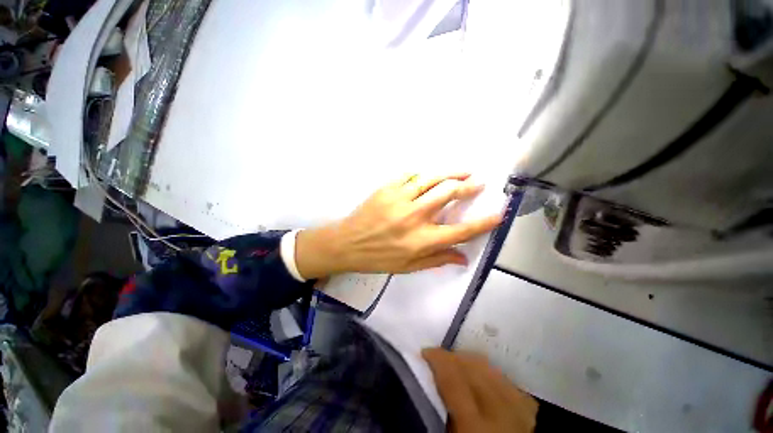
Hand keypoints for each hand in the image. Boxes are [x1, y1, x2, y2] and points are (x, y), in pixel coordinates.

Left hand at [294, 173, 502, 278]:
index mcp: (421, 241)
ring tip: (464, 171)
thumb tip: (463, 258)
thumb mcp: (408, 267)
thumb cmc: (377, 258)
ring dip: (451, 173)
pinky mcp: (387, 188)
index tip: (498, 214)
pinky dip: (424, 174)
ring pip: (432, 179)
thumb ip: (437, 260)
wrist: (347, 243)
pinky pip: (411, 175)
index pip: (460, 231)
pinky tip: (431, 175)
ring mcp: (400, 199)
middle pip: (448, 194)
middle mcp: (415, 217)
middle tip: (478, 183)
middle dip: (468, 187)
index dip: (483, 222)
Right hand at [422, 348, 537, 432]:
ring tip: (456, 363)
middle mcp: (502, 412)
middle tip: (438, 358)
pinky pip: (504, 377)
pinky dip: (488, 371)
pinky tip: (480, 374)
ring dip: (469, 361)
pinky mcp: (528, 406)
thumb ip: (442, 409)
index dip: (438, 360)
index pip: (453, 379)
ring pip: (489, 367)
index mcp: (476, 426)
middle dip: (452, 357)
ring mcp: (520, 408)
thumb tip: (432, 378)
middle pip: (473, 367)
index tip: (425, 352)